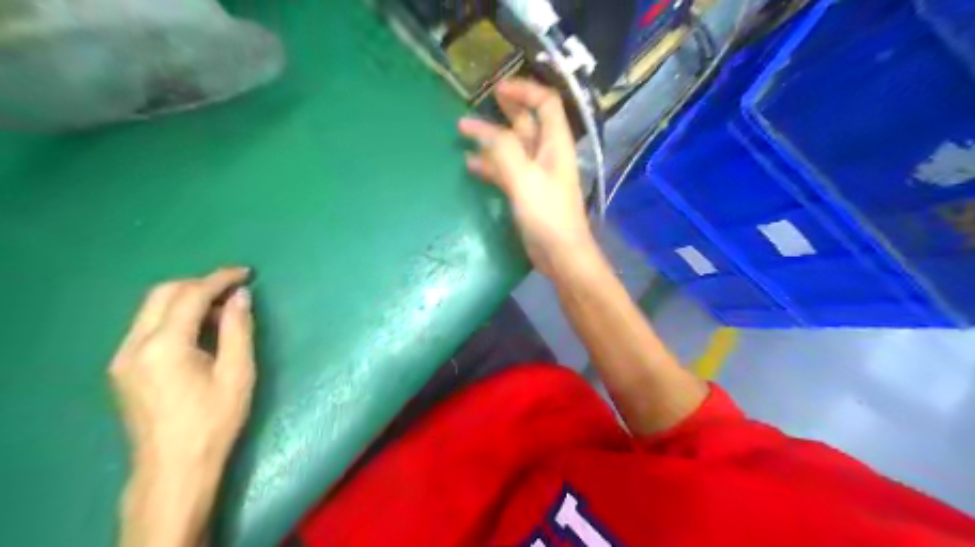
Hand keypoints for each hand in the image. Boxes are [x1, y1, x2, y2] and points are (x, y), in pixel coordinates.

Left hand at [108, 266, 257, 473]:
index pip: (189, 295)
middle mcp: (134, 345)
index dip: (219, 279)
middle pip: (162, 294)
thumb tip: (240, 296)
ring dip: (187, 299)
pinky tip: (199, 330)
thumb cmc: (214, 420)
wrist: (175, 466)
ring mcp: (123, 358)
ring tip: (221, 310)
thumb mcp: (237, 373)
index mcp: (164, 346)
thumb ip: (238, 329)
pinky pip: (148, 327)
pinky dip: (175, 316)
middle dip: (199, 284)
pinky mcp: (123, 369)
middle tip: (233, 290)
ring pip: (151, 308)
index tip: (246, 273)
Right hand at [460, 77, 601, 277]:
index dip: (524, 90)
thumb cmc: (548, 215)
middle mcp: (547, 153)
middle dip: (504, 111)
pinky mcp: (526, 192)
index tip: (497, 88)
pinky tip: (470, 164)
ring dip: (491, 138)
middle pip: (527, 122)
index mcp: (555, 143)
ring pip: (513, 147)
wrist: (560, 254)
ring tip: (463, 132)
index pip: (545, 103)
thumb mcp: (525, 179)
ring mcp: (535, 174)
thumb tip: (482, 129)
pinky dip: (490, 164)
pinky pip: (506, 170)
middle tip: (478, 102)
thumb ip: (504, 150)